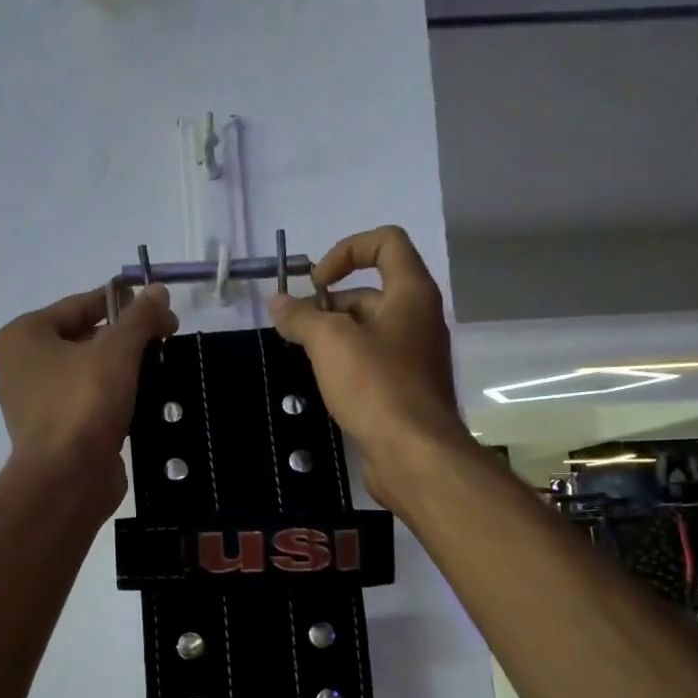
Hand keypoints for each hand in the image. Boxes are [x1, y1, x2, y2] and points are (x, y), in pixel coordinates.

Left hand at [0, 284, 178, 512]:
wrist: (67, 479)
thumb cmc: (83, 403)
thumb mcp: (117, 351)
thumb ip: (140, 318)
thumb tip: (158, 291)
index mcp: (22, 338)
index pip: (78, 306)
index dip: (122, 303)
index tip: (159, 308)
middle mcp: (20, 368)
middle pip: (81, 340)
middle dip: (123, 339)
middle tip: (164, 340)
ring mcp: (34, 406)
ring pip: (85, 375)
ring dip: (120, 371)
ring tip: (159, 368)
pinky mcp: (53, 435)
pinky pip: (87, 405)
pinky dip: (113, 401)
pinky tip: (143, 402)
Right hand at [268, 226, 474, 511]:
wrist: (414, 455)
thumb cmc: (376, 386)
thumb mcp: (330, 342)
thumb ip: (302, 317)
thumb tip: (278, 302)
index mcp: (411, 293)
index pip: (386, 242)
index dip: (347, 250)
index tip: (316, 283)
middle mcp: (418, 318)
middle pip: (370, 291)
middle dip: (329, 304)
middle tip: (298, 332)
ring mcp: (414, 356)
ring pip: (368, 330)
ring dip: (333, 337)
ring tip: (304, 359)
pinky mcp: (405, 389)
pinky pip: (372, 362)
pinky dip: (346, 364)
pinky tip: (324, 385)